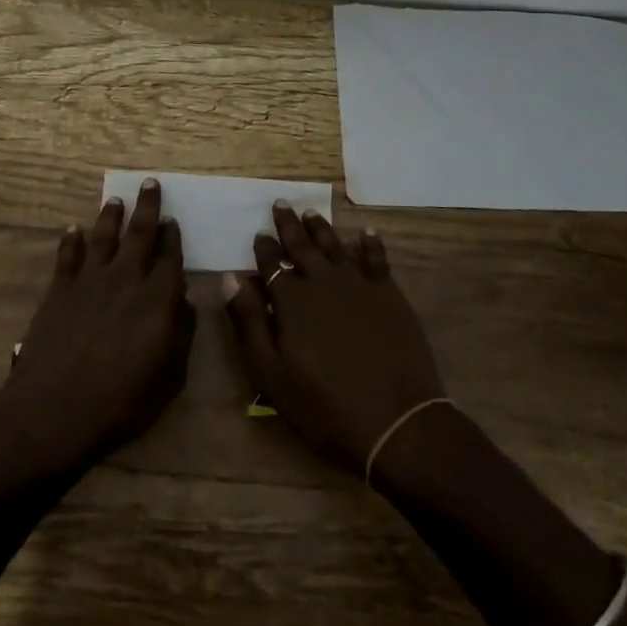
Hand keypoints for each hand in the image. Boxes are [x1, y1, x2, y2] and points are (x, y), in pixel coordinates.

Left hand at [0, 180, 193, 481]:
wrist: (56, 410)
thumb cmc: (122, 402)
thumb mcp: (170, 378)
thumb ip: (182, 335)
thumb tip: (185, 302)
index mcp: (158, 298)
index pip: (171, 257)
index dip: (173, 237)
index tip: (173, 220)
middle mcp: (127, 279)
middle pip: (140, 233)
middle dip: (148, 207)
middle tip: (149, 184)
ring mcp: (90, 281)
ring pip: (104, 237)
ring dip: (111, 216)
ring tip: (116, 200)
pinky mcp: (60, 290)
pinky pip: (67, 256)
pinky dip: (71, 240)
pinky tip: (73, 229)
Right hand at [223, 203, 443, 469]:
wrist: (396, 422)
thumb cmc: (325, 406)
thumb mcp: (272, 374)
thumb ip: (249, 322)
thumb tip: (230, 277)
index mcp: (292, 301)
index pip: (272, 264)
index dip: (264, 248)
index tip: (258, 233)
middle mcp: (323, 282)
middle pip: (302, 246)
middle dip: (289, 225)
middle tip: (281, 204)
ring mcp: (359, 285)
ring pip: (335, 246)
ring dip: (321, 228)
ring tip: (311, 212)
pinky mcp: (389, 295)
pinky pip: (376, 259)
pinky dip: (370, 244)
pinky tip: (367, 233)